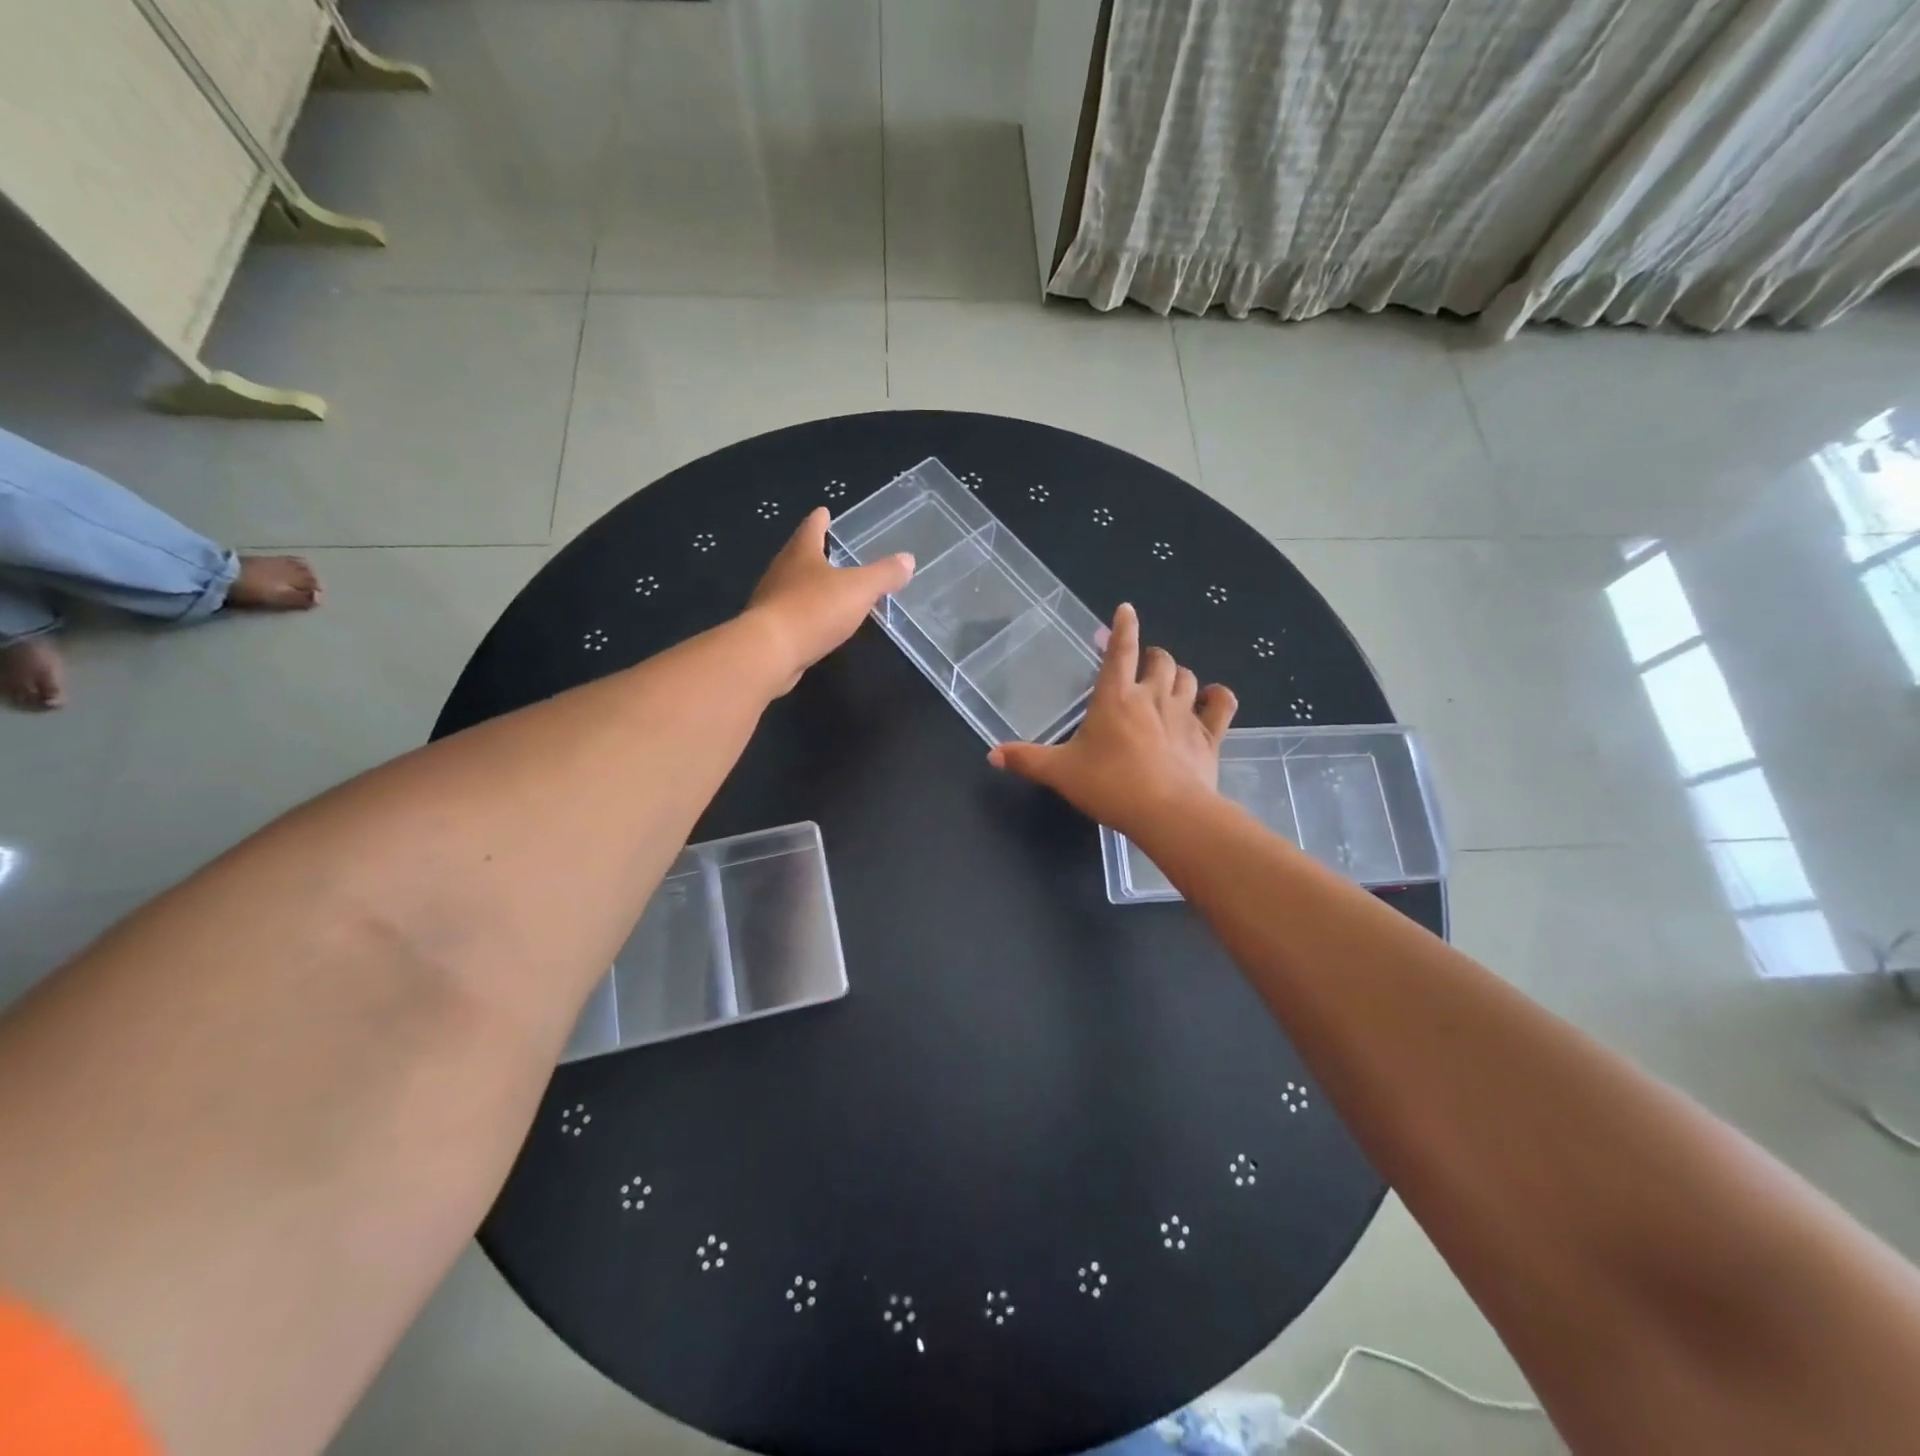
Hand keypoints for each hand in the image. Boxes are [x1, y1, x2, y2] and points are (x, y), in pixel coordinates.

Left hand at [744, 506, 913, 692]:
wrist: (770, 651)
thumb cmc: (814, 609)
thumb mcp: (859, 589)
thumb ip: (884, 575)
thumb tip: (907, 559)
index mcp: (800, 553)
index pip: (811, 528)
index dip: (820, 520)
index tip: (823, 511)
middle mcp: (781, 572)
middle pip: (798, 556)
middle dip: (813, 552)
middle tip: (828, 550)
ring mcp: (771, 601)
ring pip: (792, 586)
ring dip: (808, 585)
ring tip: (827, 588)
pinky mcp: (769, 630)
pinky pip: (791, 615)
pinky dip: (805, 614)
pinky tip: (816, 624)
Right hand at [988, 604, 1236, 835]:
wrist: (1167, 812)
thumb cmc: (1109, 785)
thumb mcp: (1060, 773)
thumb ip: (1027, 760)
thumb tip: (992, 754)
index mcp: (1115, 697)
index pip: (1120, 650)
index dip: (1123, 627)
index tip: (1127, 609)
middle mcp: (1152, 696)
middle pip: (1160, 659)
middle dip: (1153, 656)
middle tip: (1144, 664)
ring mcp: (1185, 714)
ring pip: (1188, 677)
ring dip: (1179, 675)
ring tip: (1170, 683)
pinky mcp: (1209, 736)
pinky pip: (1222, 704)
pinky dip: (1218, 697)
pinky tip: (1213, 697)